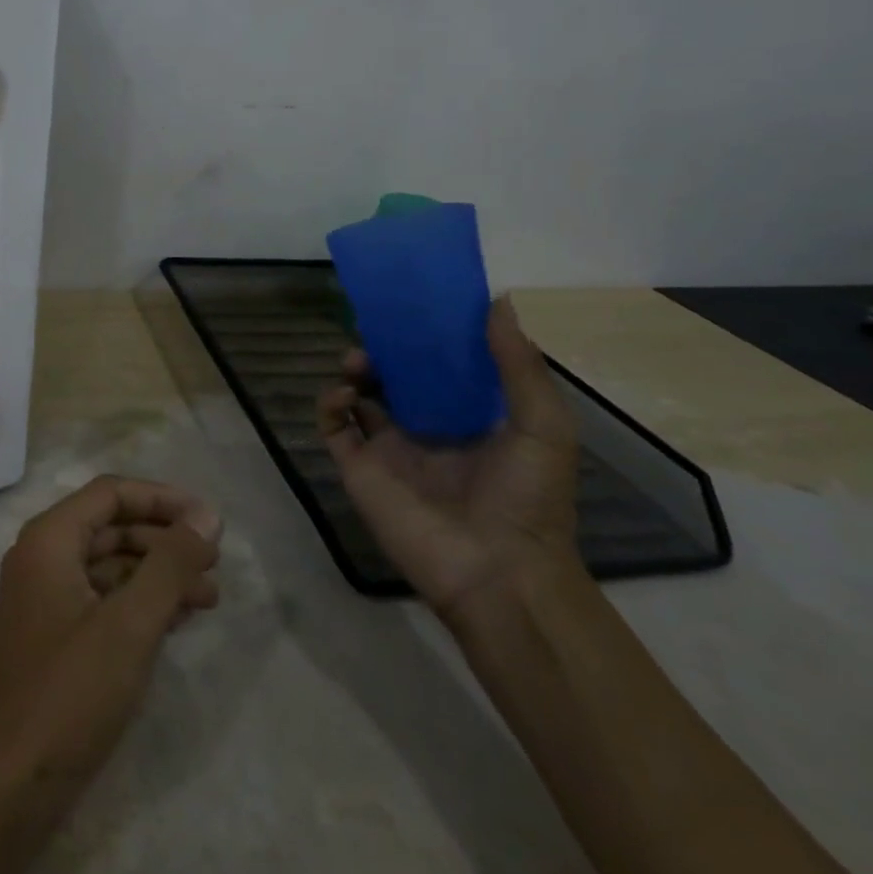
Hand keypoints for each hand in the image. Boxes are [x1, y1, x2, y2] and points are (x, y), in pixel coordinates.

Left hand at [0, 476, 223, 785]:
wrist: (5, 785)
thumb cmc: (68, 692)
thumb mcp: (130, 623)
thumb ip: (170, 565)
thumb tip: (206, 515)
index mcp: (50, 539)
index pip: (111, 494)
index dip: (162, 499)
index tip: (208, 521)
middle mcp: (43, 557)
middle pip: (111, 527)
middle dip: (164, 540)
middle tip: (214, 563)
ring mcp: (46, 599)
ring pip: (110, 566)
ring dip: (157, 574)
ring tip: (209, 597)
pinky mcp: (54, 637)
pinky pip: (103, 599)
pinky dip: (139, 603)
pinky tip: (176, 620)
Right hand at [316, 298, 580, 620]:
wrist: (497, 572)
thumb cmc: (527, 498)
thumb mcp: (543, 425)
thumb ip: (519, 364)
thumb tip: (498, 300)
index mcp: (468, 420)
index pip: (440, 369)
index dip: (426, 340)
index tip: (414, 310)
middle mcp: (425, 430)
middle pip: (394, 379)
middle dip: (383, 353)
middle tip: (375, 333)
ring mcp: (389, 450)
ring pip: (359, 398)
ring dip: (355, 372)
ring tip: (358, 362)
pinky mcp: (359, 469)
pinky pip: (334, 428)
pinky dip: (329, 404)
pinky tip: (344, 394)